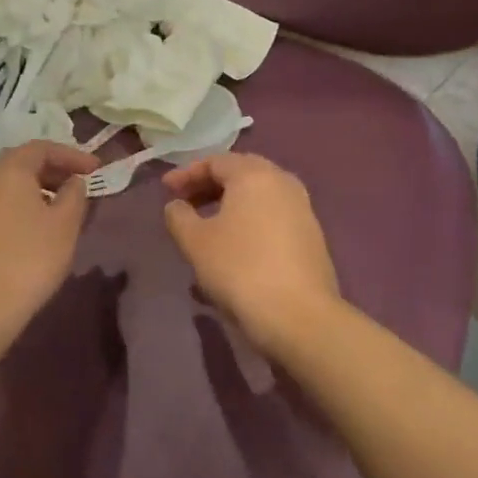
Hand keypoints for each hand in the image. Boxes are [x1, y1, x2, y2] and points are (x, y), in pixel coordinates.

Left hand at [0, 141, 98, 336]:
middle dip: (46, 173)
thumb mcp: (65, 227)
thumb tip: (72, 182)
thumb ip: (74, 196)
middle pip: (15, 166)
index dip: (71, 156)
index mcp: (7, 170)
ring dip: (21, 196)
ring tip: (43, 216)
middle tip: (70, 189)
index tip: (94, 170)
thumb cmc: (27, 262)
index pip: (42, 148)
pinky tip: (10, 241)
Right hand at [162, 153, 342, 353]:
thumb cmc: (240, 269)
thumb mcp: (195, 242)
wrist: (299, 316)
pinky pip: (273, 216)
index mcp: (255, 175)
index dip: (186, 173)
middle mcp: (283, 183)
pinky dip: (249, 221)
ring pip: (259, 196)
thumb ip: (179, 217)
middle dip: (210, 185)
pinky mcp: (312, 236)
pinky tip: (235, 246)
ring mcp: (303, 209)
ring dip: (230, 204)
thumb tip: (177, 206)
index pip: (216, 161)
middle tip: (186, 201)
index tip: (166, 190)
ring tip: (207, 225)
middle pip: (241, 173)